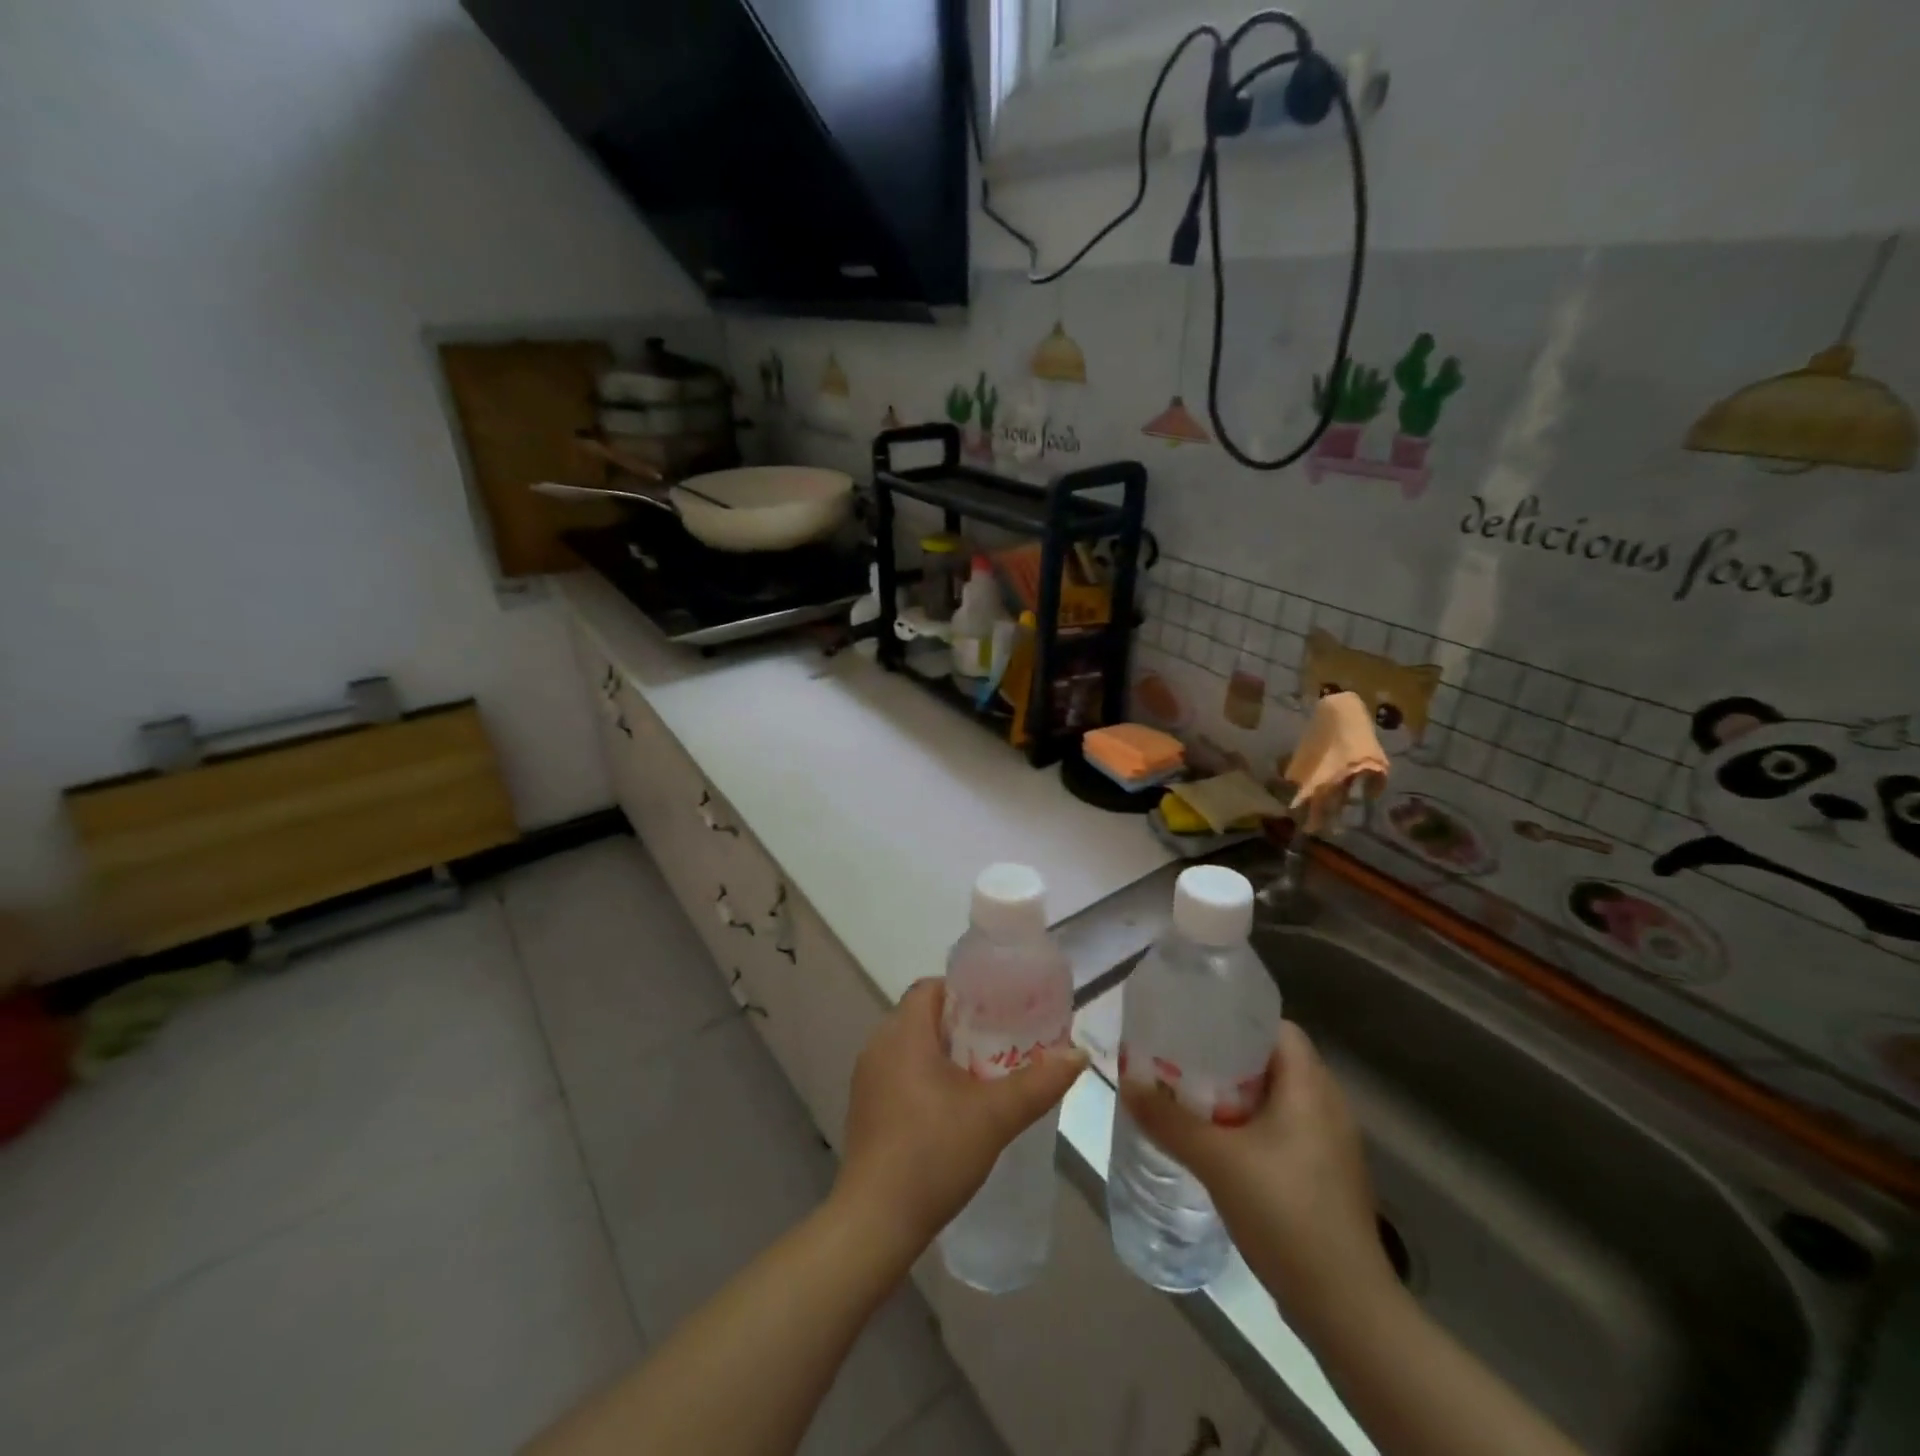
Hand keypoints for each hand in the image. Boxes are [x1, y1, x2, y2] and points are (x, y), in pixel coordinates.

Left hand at [833, 979, 1085, 1256]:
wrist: (875, 1222)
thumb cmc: (933, 1153)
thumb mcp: (995, 1116)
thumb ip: (1039, 1082)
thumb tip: (1079, 1054)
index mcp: (903, 1033)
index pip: (931, 987)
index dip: (965, 992)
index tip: (999, 1008)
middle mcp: (878, 1046)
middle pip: (923, 1016)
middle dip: (962, 1024)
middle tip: (1002, 1040)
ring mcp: (867, 1079)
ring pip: (911, 1046)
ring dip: (945, 1053)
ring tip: (984, 1072)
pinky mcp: (865, 1109)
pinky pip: (899, 1073)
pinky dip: (926, 1076)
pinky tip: (953, 1107)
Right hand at [1121, 1021, 1394, 1335]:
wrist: (1346, 1308)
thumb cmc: (1286, 1213)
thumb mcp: (1217, 1160)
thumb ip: (1168, 1120)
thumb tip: (1126, 1083)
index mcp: (1311, 1087)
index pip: (1277, 1026)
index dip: (1236, 1019)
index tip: (1194, 1025)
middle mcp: (1327, 1107)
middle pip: (1272, 1062)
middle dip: (1225, 1059)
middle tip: (1180, 1062)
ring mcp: (1330, 1146)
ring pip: (1276, 1100)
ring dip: (1235, 1097)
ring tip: (1189, 1100)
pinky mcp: (1324, 1178)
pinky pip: (1282, 1132)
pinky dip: (1249, 1128)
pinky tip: (1217, 1147)